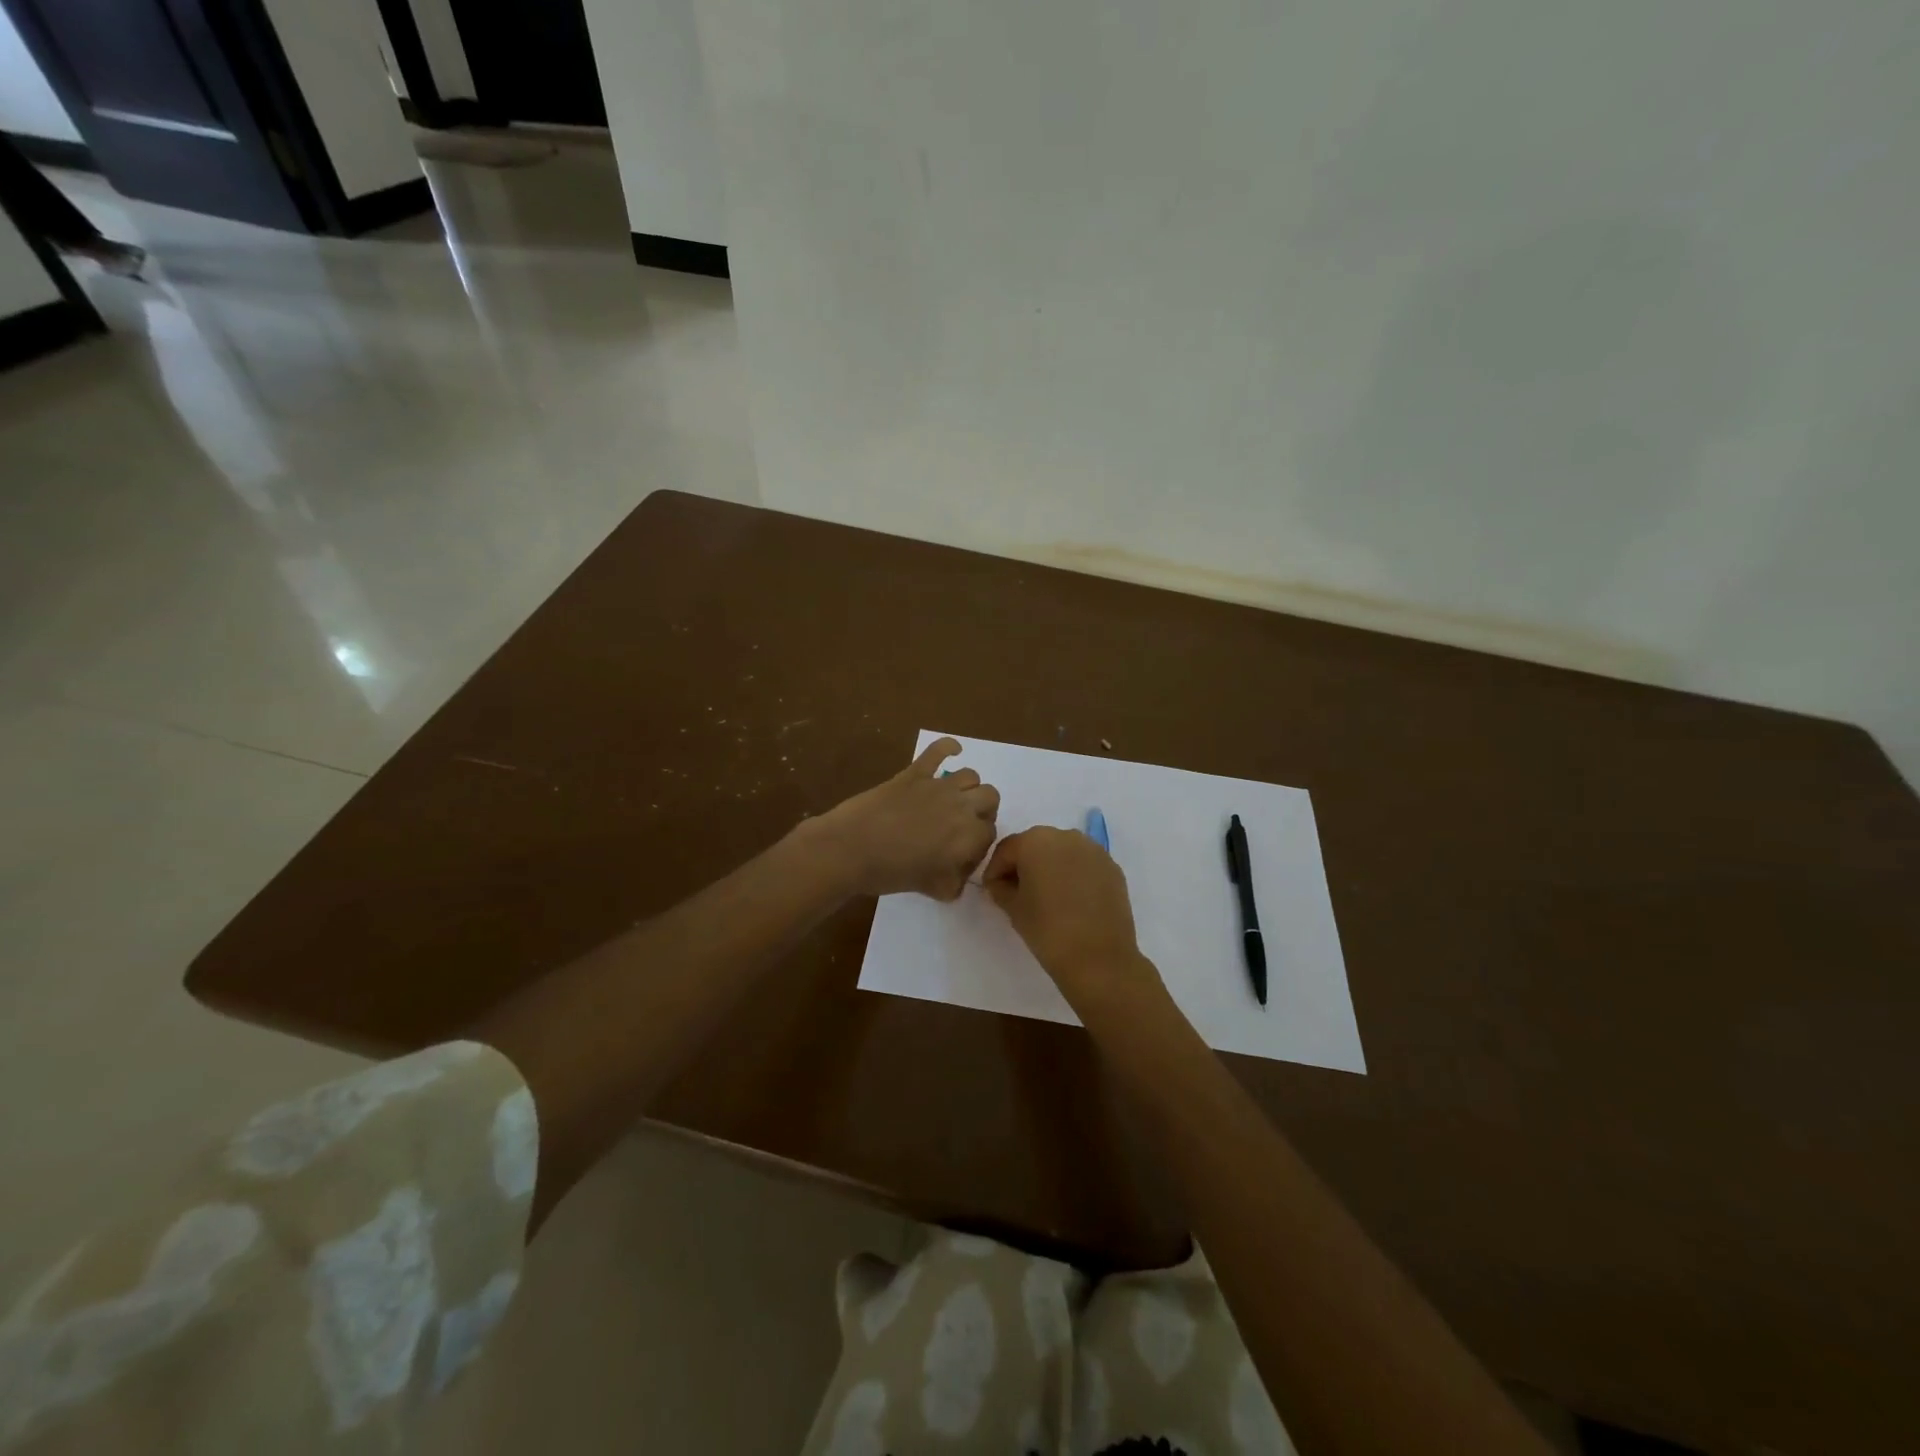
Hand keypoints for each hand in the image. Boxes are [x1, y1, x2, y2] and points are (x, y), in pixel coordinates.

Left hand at [812, 738, 999, 899]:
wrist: (850, 849)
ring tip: (954, 800)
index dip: (979, 845)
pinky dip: (948, 747)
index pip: (990, 834)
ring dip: (968, 788)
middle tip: (963, 826)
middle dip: (983, 811)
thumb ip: (953, 884)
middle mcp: (961, 806)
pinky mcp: (915, 772)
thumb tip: (959, 879)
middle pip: (990, 798)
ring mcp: (938, 785)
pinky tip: (953, 750)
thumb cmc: (891, 873)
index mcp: (968, 836)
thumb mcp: (932, 889)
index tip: (962, 856)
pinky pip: (938, 750)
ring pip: (971, 775)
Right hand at [982, 827, 1164, 1015]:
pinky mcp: (1112, 867)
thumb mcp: (1013, 908)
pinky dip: (1073, 875)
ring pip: (1062, 852)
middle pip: (1035, 845)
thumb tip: (1002, 883)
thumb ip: (1001, 888)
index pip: (1006, 850)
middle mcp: (1065, 836)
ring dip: (1050, 868)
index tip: (992, 891)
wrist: (1099, 959)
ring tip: (1046, 897)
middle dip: (1023, 865)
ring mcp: (1093, 850)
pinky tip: (1071, 900)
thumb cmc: (1047, 930)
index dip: (995, 870)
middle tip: (1017, 893)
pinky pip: (1083, 864)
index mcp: (1035, 841)